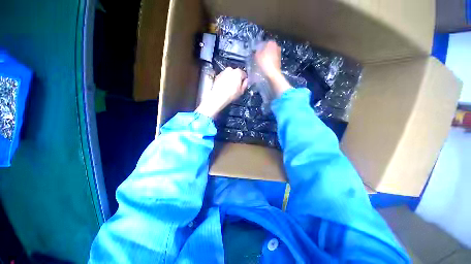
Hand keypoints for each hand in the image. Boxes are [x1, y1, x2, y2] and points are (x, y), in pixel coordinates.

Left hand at [196, 67, 247, 118]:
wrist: (218, 97)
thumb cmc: (231, 94)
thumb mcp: (241, 91)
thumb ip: (245, 84)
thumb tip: (246, 81)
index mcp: (238, 72)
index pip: (244, 74)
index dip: (243, 80)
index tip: (242, 85)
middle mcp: (230, 69)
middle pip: (236, 73)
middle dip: (236, 79)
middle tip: (236, 87)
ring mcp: (223, 72)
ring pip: (229, 74)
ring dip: (230, 79)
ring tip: (229, 87)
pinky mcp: (217, 75)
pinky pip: (223, 77)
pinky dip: (224, 80)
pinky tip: (224, 87)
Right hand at [255, 41, 291, 96]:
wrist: (272, 73)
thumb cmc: (264, 63)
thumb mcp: (256, 56)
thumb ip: (256, 51)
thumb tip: (256, 51)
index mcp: (271, 43)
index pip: (263, 43)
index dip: (258, 48)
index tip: (255, 53)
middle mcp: (276, 46)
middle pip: (267, 49)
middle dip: (263, 52)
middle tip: (258, 58)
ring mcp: (279, 54)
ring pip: (270, 54)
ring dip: (266, 57)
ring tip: (261, 63)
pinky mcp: (279, 61)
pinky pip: (272, 60)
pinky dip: (269, 62)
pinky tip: (265, 67)